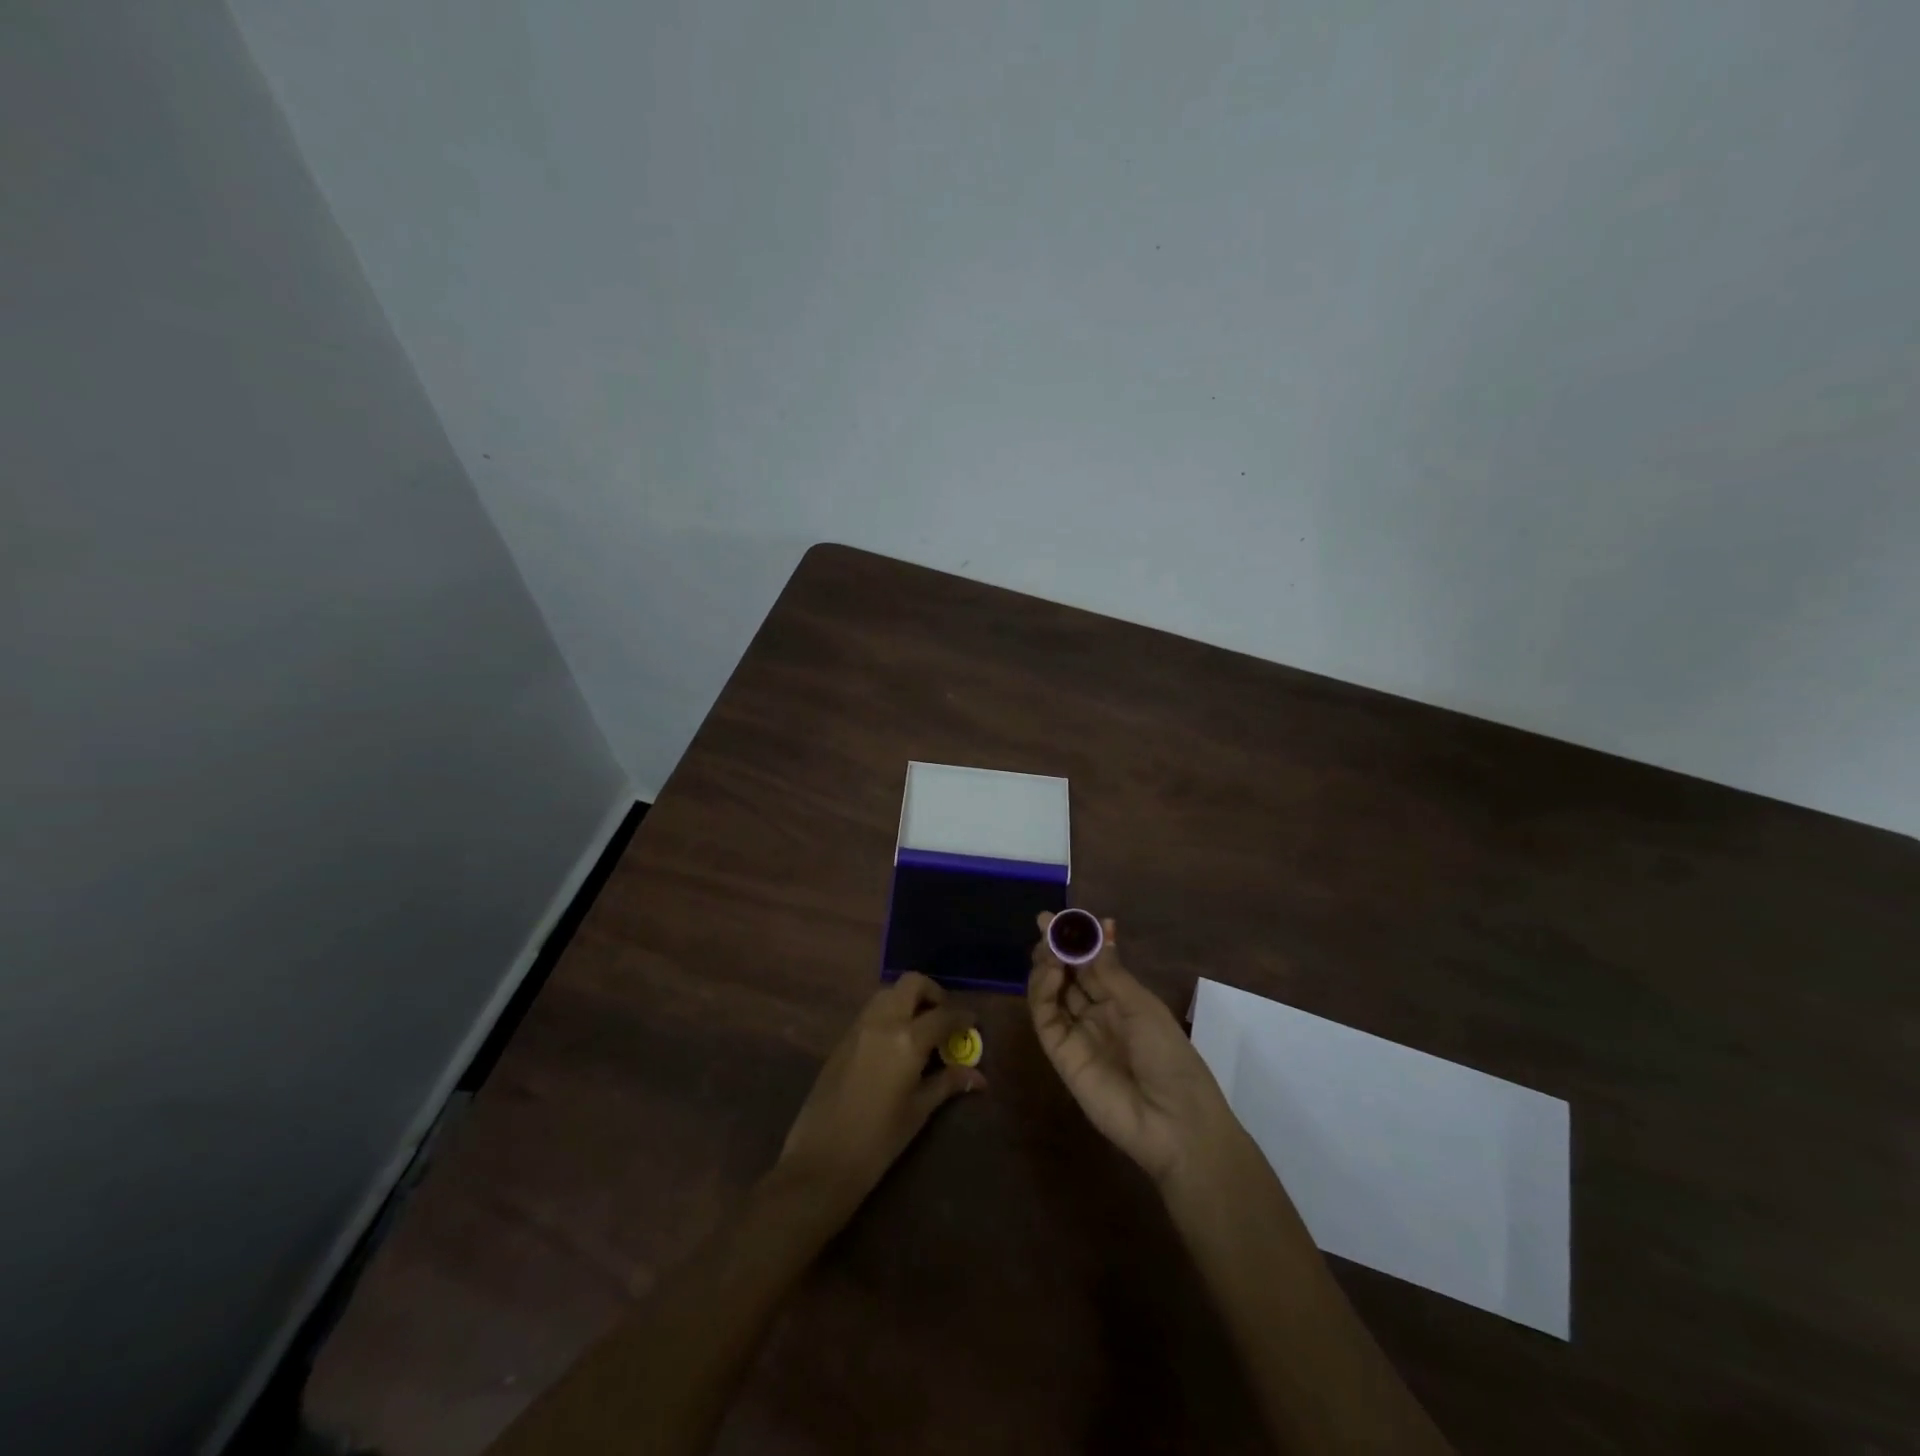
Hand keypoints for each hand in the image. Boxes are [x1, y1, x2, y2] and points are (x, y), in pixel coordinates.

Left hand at [772, 973, 983, 1220]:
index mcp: (907, 1040)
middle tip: (944, 1017)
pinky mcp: (842, 1039)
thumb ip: (947, 1083)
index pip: (943, 1015)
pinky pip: (871, 1011)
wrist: (820, 1160)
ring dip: (908, 1000)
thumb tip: (978, 1076)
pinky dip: (889, 1014)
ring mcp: (858, 1027)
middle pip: (911, 984)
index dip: (962, 1017)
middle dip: (932, 993)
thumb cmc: (878, 1141)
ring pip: (888, 993)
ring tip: (921, 1029)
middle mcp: (883, 1022)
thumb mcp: (918, 1111)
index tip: (974, 1023)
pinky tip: (896, 1042)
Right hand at [1027, 913, 1234, 1188]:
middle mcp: (1096, 1013)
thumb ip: (1110, 970)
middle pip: (1068, 974)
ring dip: (1047, 964)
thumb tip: (1101, 925)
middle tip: (1045, 923)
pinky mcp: (1060, 1054)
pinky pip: (1046, 1017)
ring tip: (1049, 946)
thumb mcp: (1142, 1005)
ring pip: (1051, 992)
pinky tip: (1051, 971)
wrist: (1174, 1122)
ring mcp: (1077, 1033)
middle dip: (1056, 947)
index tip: (1063, 917)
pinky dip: (1042, 991)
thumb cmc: (1170, 1056)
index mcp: (1122, 1000)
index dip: (1078, 940)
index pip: (1092, 963)